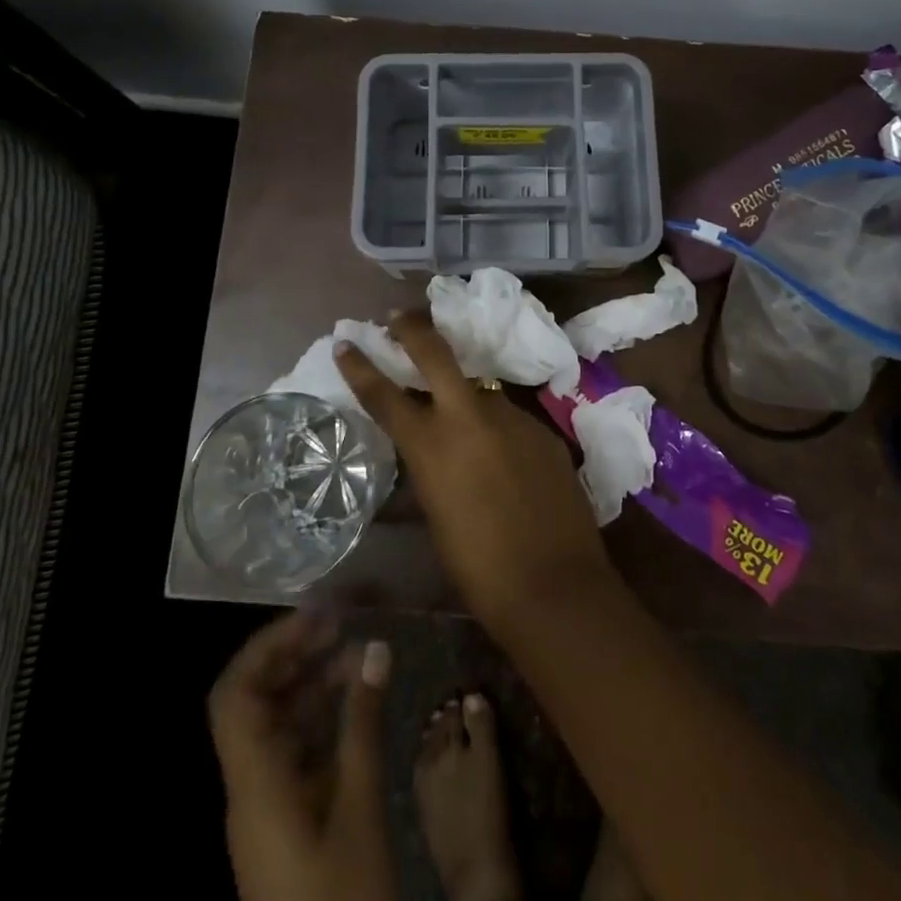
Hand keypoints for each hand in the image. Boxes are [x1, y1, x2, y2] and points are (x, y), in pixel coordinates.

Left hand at [208, 610, 394, 900]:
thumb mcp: (360, 807)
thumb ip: (363, 723)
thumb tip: (374, 649)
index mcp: (254, 783)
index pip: (234, 695)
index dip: (267, 647)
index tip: (313, 616)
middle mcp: (250, 788)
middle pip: (253, 703)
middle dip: (293, 656)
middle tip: (340, 623)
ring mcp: (267, 808)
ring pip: (277, 726)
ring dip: (312, 685)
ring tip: (358, 653)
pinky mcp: (286, 824)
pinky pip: (294, 753)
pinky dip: (322, 720)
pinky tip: (358, 704)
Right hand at [334, 311, 615, 634]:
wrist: (555, 585)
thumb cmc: (479, 568)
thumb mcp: (437, 515)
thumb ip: (431, 471)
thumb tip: (430, 453)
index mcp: (432, 445)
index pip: (385, 395)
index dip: (360, 367)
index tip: (346, 342)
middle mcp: (470, 418)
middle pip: (436, 355)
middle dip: (413, 329)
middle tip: (399, 316)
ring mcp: (512, 418)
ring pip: (480, 390)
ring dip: (465, 395)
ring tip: (462, 418)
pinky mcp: (544, 429)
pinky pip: (510, 419)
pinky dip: (498, 428)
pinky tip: (505, 458)